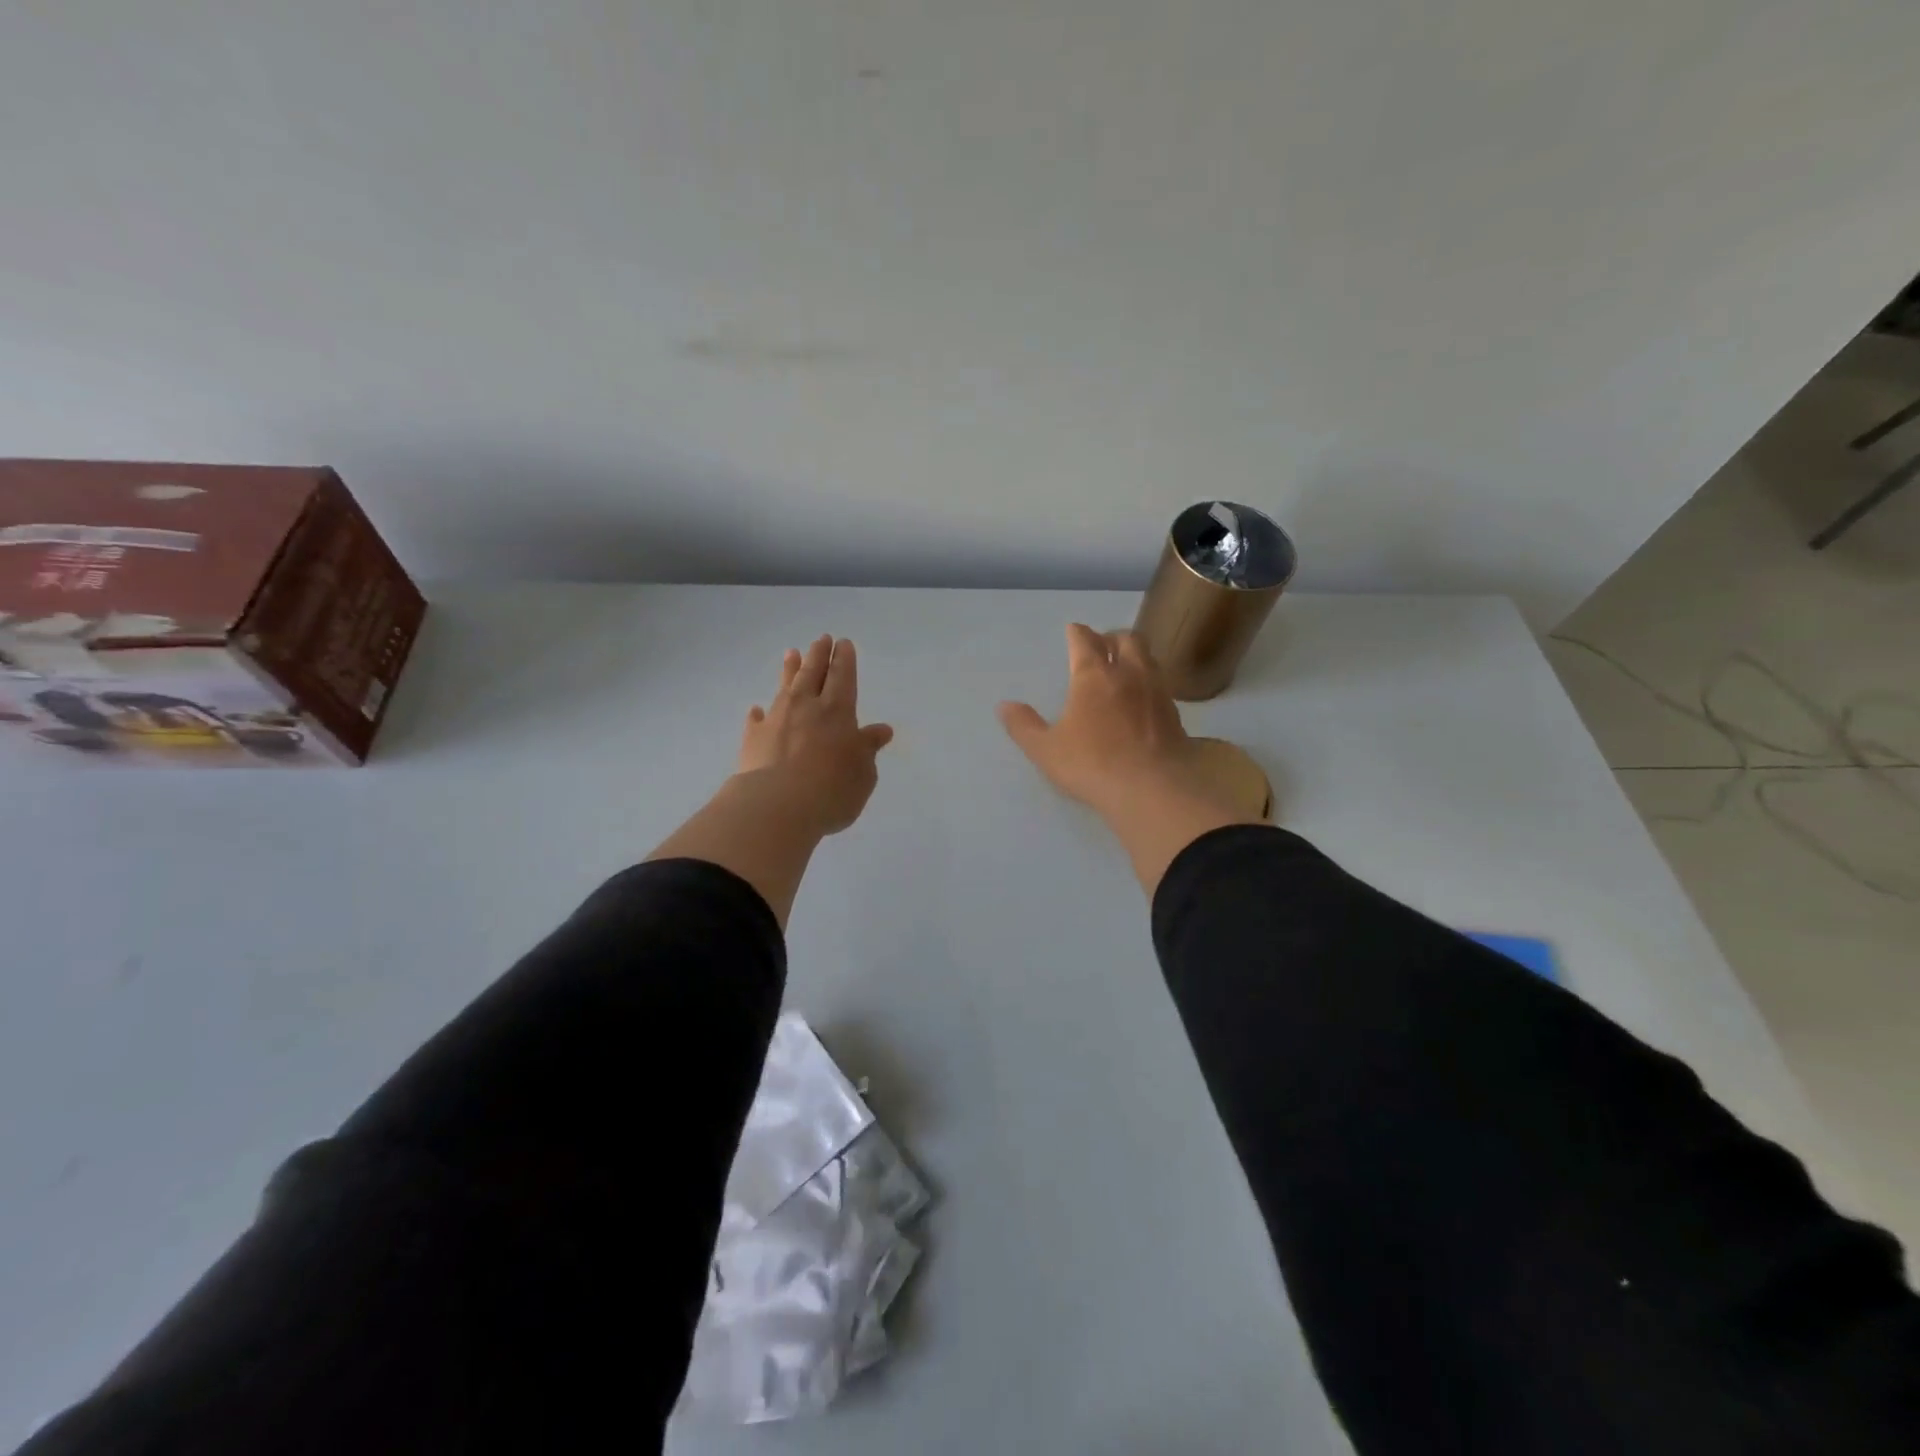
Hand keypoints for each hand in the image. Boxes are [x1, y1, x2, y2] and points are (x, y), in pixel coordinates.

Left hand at [736, 635, 894, 835]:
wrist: (777, 805)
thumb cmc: (832, 790)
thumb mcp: (863, 774)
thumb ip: (868, 749)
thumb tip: (880, 730)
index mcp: (838, 711)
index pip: (843, 677)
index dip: (844, 659)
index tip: (843, 643)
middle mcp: (807, 707)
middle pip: (813, 673)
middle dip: (819, 654)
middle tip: (821, 638)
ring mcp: (777, 719)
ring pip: (785, 686)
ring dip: (789, 670)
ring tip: (790, 653)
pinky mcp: (754, 738)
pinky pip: (757, 719)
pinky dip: (759, 713)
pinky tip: (756, 709)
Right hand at [997, 624, 1202, 819]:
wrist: (1152, 788)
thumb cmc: (1091, 764)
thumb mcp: (1045, 750)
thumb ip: (1024, 726)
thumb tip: (1004, 706)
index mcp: (1093, 676)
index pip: (1085, 640)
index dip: (1077, 632)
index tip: (1072, 630)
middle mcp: (1128, 673)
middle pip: (1125, 639)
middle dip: (1111, 637)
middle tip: (1101, 645)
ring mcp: (1155, 691)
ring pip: (1147, 657)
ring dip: (1134, 654)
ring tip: (1123, 666)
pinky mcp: (1174, 712)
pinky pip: (1159, 683)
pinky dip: (1148, 680)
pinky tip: (1141, 697)